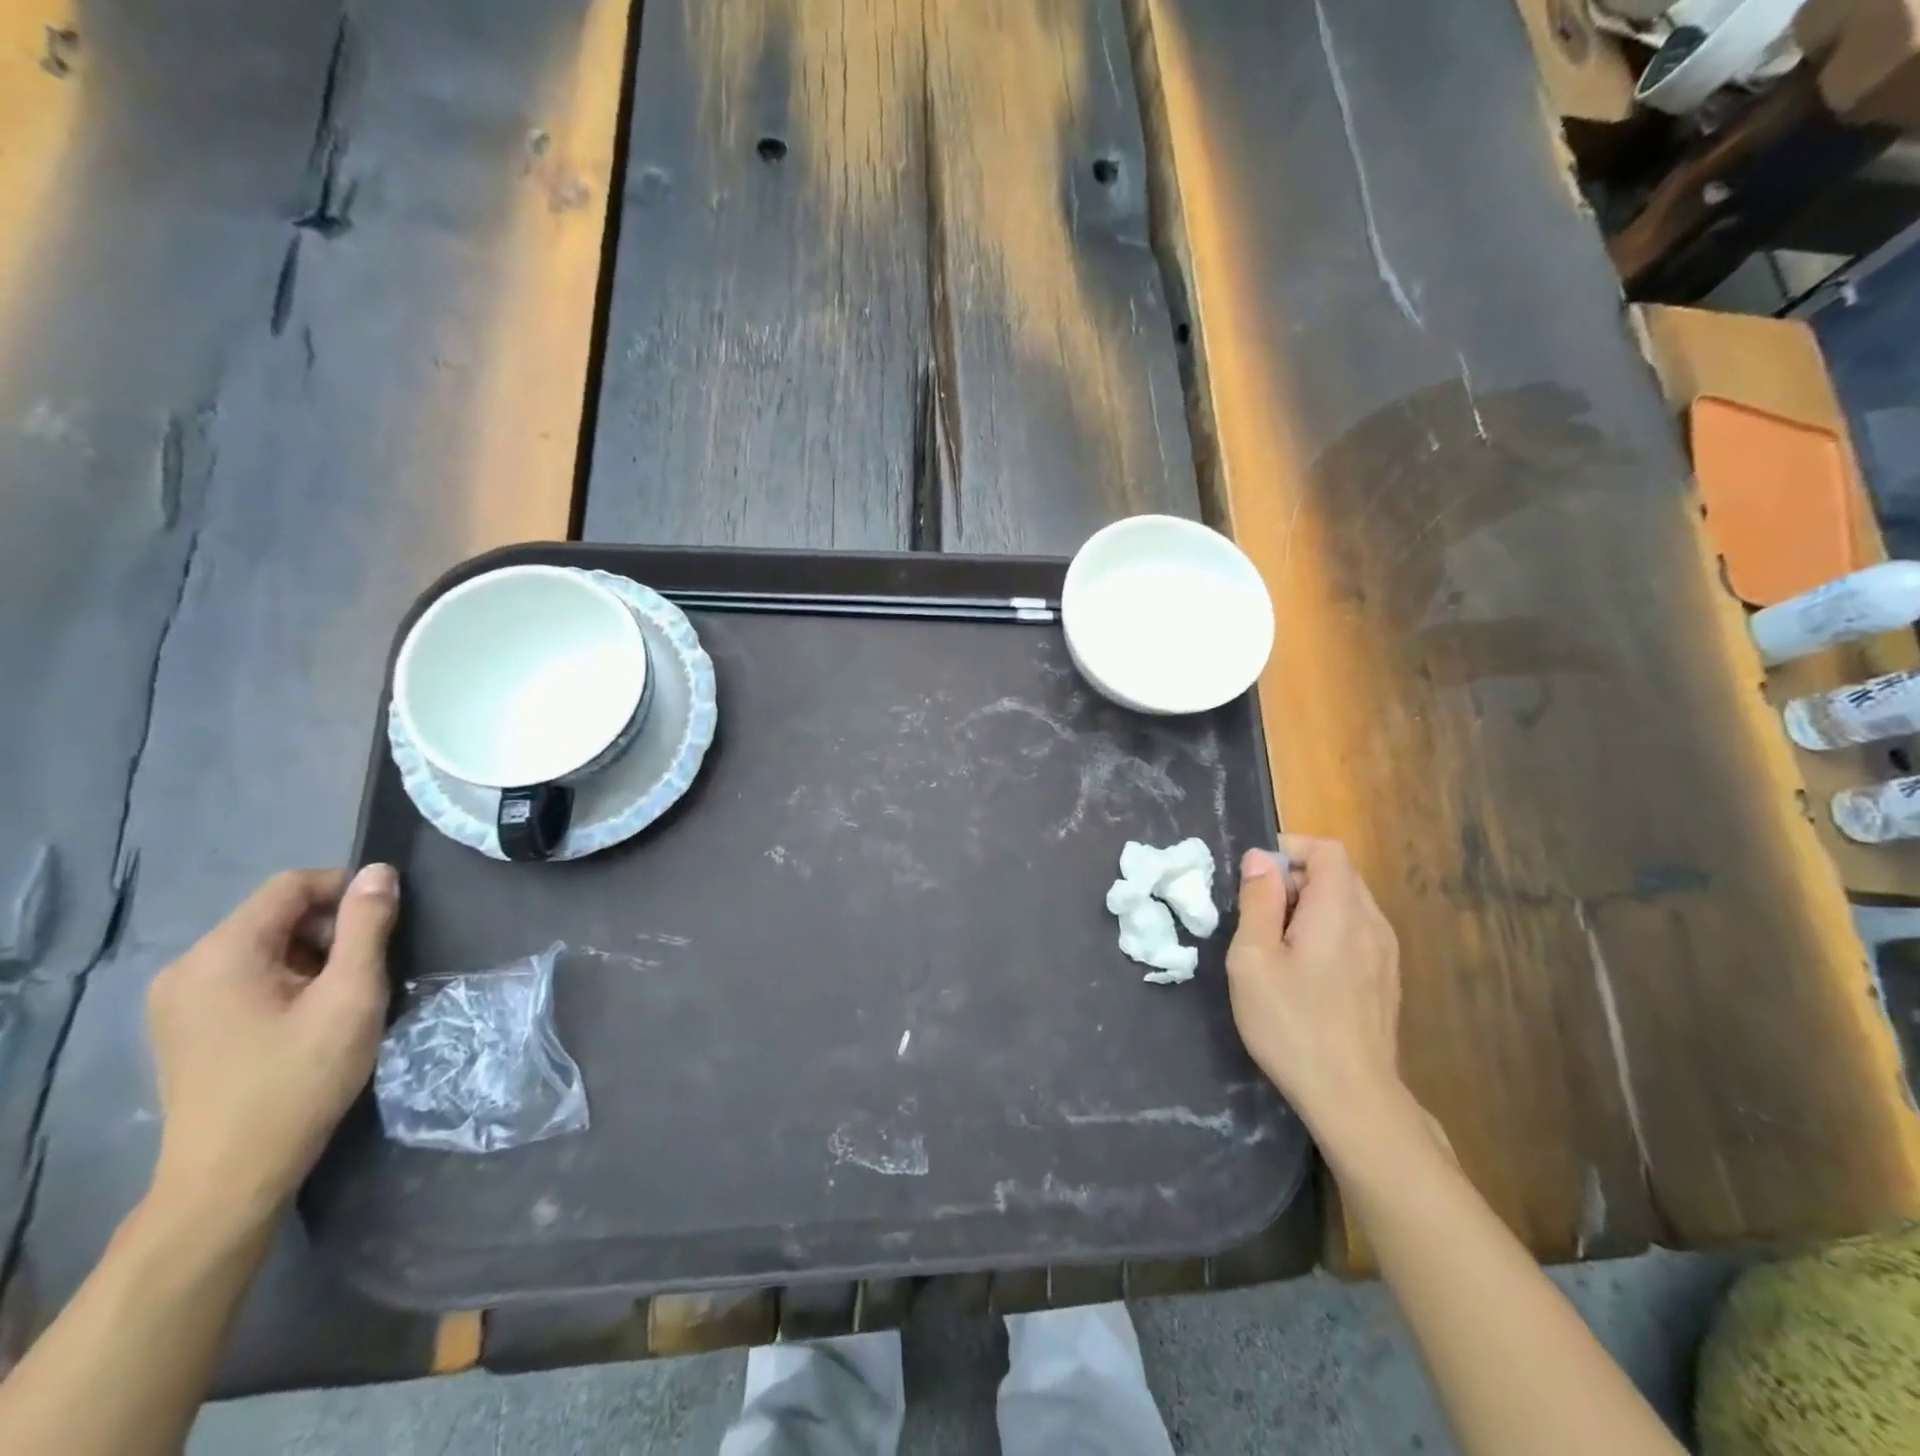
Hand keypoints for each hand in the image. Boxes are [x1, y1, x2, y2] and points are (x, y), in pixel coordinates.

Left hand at [145, 865, 397, 1239]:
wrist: (231, 1176)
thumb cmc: (299, 1078)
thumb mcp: (351, 995)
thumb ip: (367, 927)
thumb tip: (379, 871)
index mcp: (221, 953)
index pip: (291, 885)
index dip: (346, 889)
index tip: (388, 920)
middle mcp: (187, 967)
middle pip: (275, 915)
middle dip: (331, 929)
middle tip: (369, 968)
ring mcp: (177, 1000)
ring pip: (263, 946)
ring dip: (313, 956)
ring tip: (344, 998)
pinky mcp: (184, 1027)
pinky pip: (245, 976)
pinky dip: (287, 980)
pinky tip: (309, 1018)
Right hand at [1226, 837, 1403, 1130]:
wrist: (1352, 1097)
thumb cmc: (1291, 1022)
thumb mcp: (1253, 958)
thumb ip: (1258, 901)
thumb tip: (1261, 858)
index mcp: (1340, 910)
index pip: (1328, 850)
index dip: (1291, 849)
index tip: (1257, 875)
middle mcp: (1372, 923)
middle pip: (1339, 874)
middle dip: (1296, 879)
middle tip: (1259, 914)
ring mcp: (1386, 954)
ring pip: (1348, 904)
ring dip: (1310, 906)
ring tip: (1278, 945)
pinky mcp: (1386, 980)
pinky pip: (1357, 932)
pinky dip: (1328, 931)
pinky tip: (1305, 971)